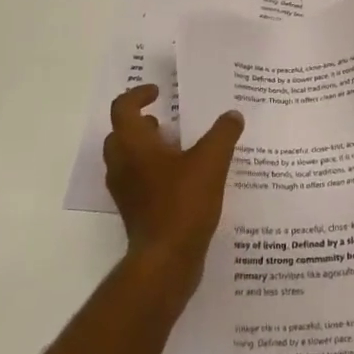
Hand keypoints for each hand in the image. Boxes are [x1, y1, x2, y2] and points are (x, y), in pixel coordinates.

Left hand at [103, 85, 242, 300]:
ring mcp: (125, 191)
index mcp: (133, 145)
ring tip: (180, 148)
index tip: (159, 92)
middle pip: (121, 133)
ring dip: (148, 148)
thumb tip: (233, 115)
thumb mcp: (211, 161)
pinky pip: (138, 181)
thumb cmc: (183, 203)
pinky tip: (184, 179)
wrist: (166, 262)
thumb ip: (223, 133)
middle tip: (167, 121)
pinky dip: (154, 172)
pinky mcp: (134, 212)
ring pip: (128, 159)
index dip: (138, 94)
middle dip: (142, 123)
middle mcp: (122, 165)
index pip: (123, 108)